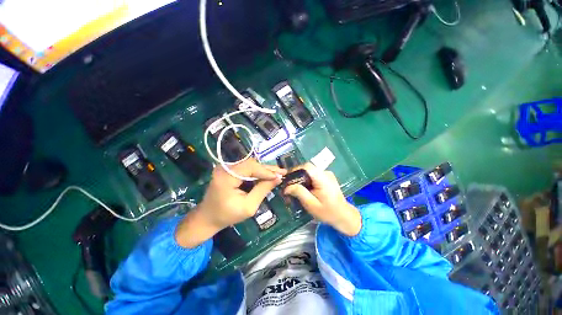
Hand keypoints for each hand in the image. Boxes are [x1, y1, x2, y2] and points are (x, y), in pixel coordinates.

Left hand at [175, 159, 285, 247]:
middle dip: (267, 169)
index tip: (280, 176)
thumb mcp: (248, 206)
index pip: (251, 167)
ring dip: (264, 170)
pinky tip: (267, 175)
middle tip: (282, 172)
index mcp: (226, 176)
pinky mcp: (229, 170)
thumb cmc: (227, 215)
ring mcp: (226, 168)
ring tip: (278, 173)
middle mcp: (225, 168)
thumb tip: (278, 178)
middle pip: (251, 163)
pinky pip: (246, 168)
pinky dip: (257, 172)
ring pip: (250, 164)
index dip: (266, 171)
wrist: (207, 218)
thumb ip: (263, 190)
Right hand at [284, 163, 361, 236]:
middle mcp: (326, 173)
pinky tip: (305, 188)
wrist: (344, 215)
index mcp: (323, 179)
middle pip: (307, 168)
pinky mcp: (327, 177)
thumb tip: (286, 187)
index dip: (295, 170)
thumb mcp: (311, 205)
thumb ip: (299, 193)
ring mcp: (327, 174)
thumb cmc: (328, 212)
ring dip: (301, 178)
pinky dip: (307, 179)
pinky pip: (313, 174)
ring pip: (309, 171)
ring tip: (295, 188)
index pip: (307, 166)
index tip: (287, 179)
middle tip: (289, 185)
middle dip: (297, 175)